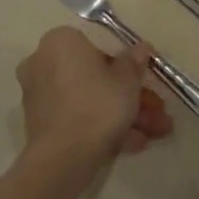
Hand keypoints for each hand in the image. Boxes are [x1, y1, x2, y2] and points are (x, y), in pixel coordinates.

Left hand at [18, 27, 173, 164]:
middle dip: (132, 96)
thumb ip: (134, 62)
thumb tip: (141, 47)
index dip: (130, 64)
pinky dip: (103, 126)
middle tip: (158, 111)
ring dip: (125, 114)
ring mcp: (40, 94)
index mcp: (61, 42)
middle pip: (97, 76)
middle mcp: (43, 62)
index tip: (148, 80)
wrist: (64, 157)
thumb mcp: (128, 81)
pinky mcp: (40, 123)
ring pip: (90, 99)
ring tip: (156, 133)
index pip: (101, 45)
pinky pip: (78, 116)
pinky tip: (135, 143)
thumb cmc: (98, 105)